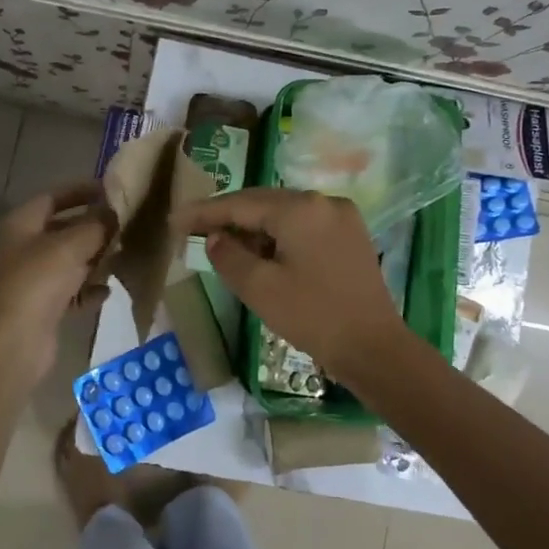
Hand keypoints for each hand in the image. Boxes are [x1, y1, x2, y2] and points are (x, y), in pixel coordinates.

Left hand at [0, 182, 113, 381]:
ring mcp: (30, 279)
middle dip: (93, 227)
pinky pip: (70, 291)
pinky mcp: (41, 308)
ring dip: (95, 258)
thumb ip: (97, 224)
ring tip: (123, 254)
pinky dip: (88, 289)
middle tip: (126, 224)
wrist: (13, 344)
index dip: (82, 190)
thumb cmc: (38, 282)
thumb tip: (116, 212)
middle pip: (62, 229)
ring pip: (69, 261)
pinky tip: (107, 291)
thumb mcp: (71, 245)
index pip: (53, 196)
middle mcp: (22, 248)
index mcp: (20, 224)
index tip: (112, 190)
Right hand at [175, 188, 407, 381]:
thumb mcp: (260, 288)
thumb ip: (229, 256)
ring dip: (254, 227)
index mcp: (300, 209)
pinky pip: (304, 225)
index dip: (204, 212)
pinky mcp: (351, 235)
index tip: (174, 220)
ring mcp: (341, 216)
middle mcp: (323, 201)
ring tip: (224, 245)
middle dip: (228, 216)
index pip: (241, 203)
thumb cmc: (313, 317)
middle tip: (193, 230)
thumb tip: (216, 238)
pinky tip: (262, 252)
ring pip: (285, 213)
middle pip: (263, 202)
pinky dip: (279, 235)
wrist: (374, 348)